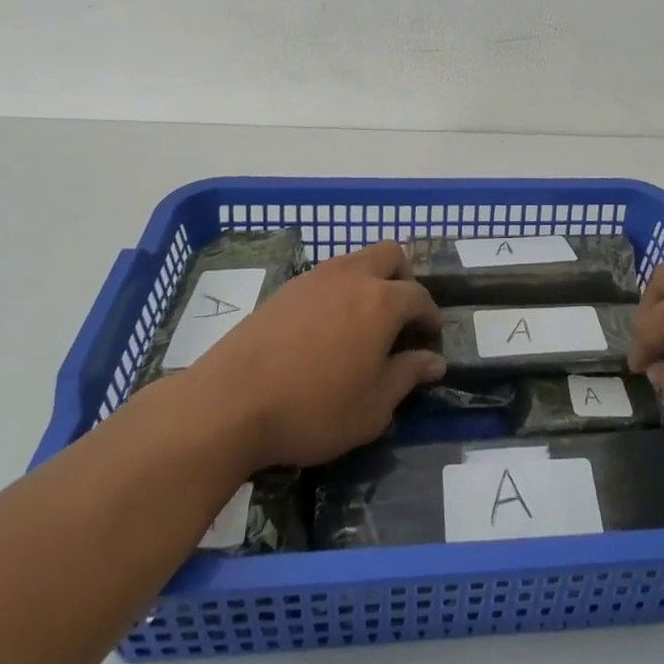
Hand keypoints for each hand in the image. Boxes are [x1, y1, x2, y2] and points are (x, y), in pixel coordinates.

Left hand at [163, 241, 445, 470]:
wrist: (229, 404)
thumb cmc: (313, 408)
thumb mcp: (373, 407)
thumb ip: (408, 376)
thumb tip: (434, 361)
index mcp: (381, 301)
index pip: (419, 297)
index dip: (430, 318)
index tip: (429, 342)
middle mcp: (351, 277)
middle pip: (390, 255)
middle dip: (404, 279)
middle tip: (400, 318)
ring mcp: (314, 279)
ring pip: (355, 261)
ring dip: (369, 282)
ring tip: (362, 325)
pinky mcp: (284, 290)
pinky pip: (324, 278)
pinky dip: (338, 293)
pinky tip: (325, 332)